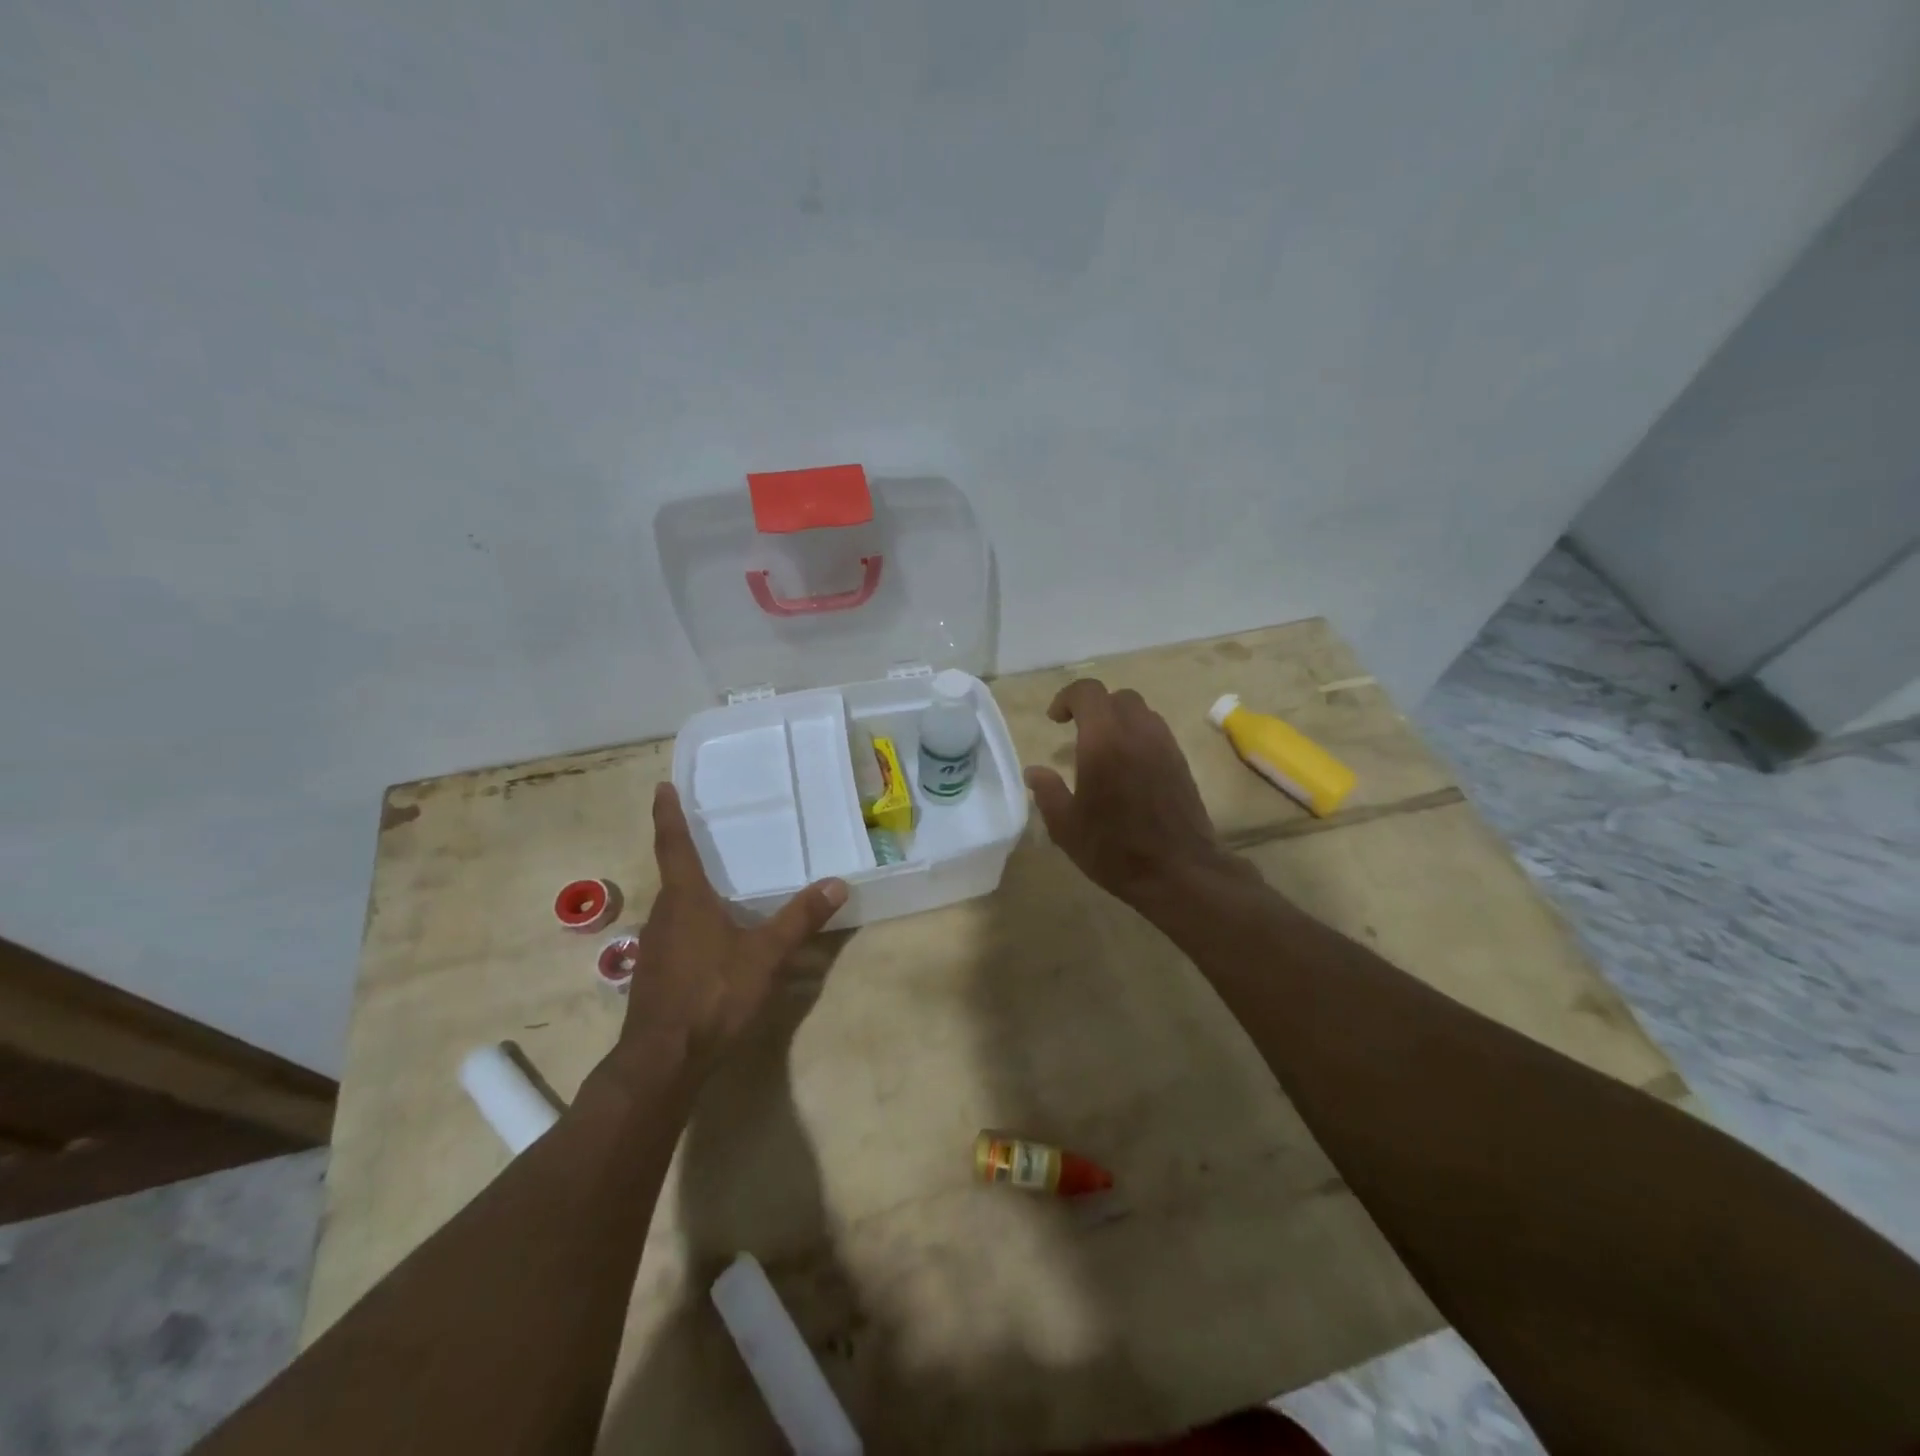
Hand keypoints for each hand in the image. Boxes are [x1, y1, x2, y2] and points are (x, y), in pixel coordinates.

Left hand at [607, 783, 846, 1087]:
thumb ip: (800, 918)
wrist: (663, 1060)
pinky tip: (714, 943)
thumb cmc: (713, 994)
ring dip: (692, 895)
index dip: (669, 815)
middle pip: (674, 876)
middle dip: (688, 856)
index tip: (662, 787)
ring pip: (675, 909)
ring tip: (719, 891)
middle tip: (709, 839)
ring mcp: (654, 948)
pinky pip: (675, 935)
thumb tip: (837, 883)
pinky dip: (693, 926)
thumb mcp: (765, 954)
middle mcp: (663, 915)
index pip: (674, 845)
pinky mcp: (654, 975)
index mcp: (686, 899)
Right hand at [1024, 679, 1253, 910]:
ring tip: (1103, 750)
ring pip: (1140, 712)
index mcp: (1104, 740)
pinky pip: (1156, 732)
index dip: (1066, 698)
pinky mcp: (1181, 762)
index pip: (1087, 692)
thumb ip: (1047, 792)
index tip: (1055, 720)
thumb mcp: (1066, 826)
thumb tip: (1035, 772)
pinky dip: (1137, 737)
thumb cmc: (1115, 849)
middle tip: (1078, 732)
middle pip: (1116, 697)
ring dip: (1118, 720)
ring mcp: (1164, 745)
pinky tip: (1127, 768)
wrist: (1180, 871)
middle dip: (1094, 707)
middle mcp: (1137, 732)